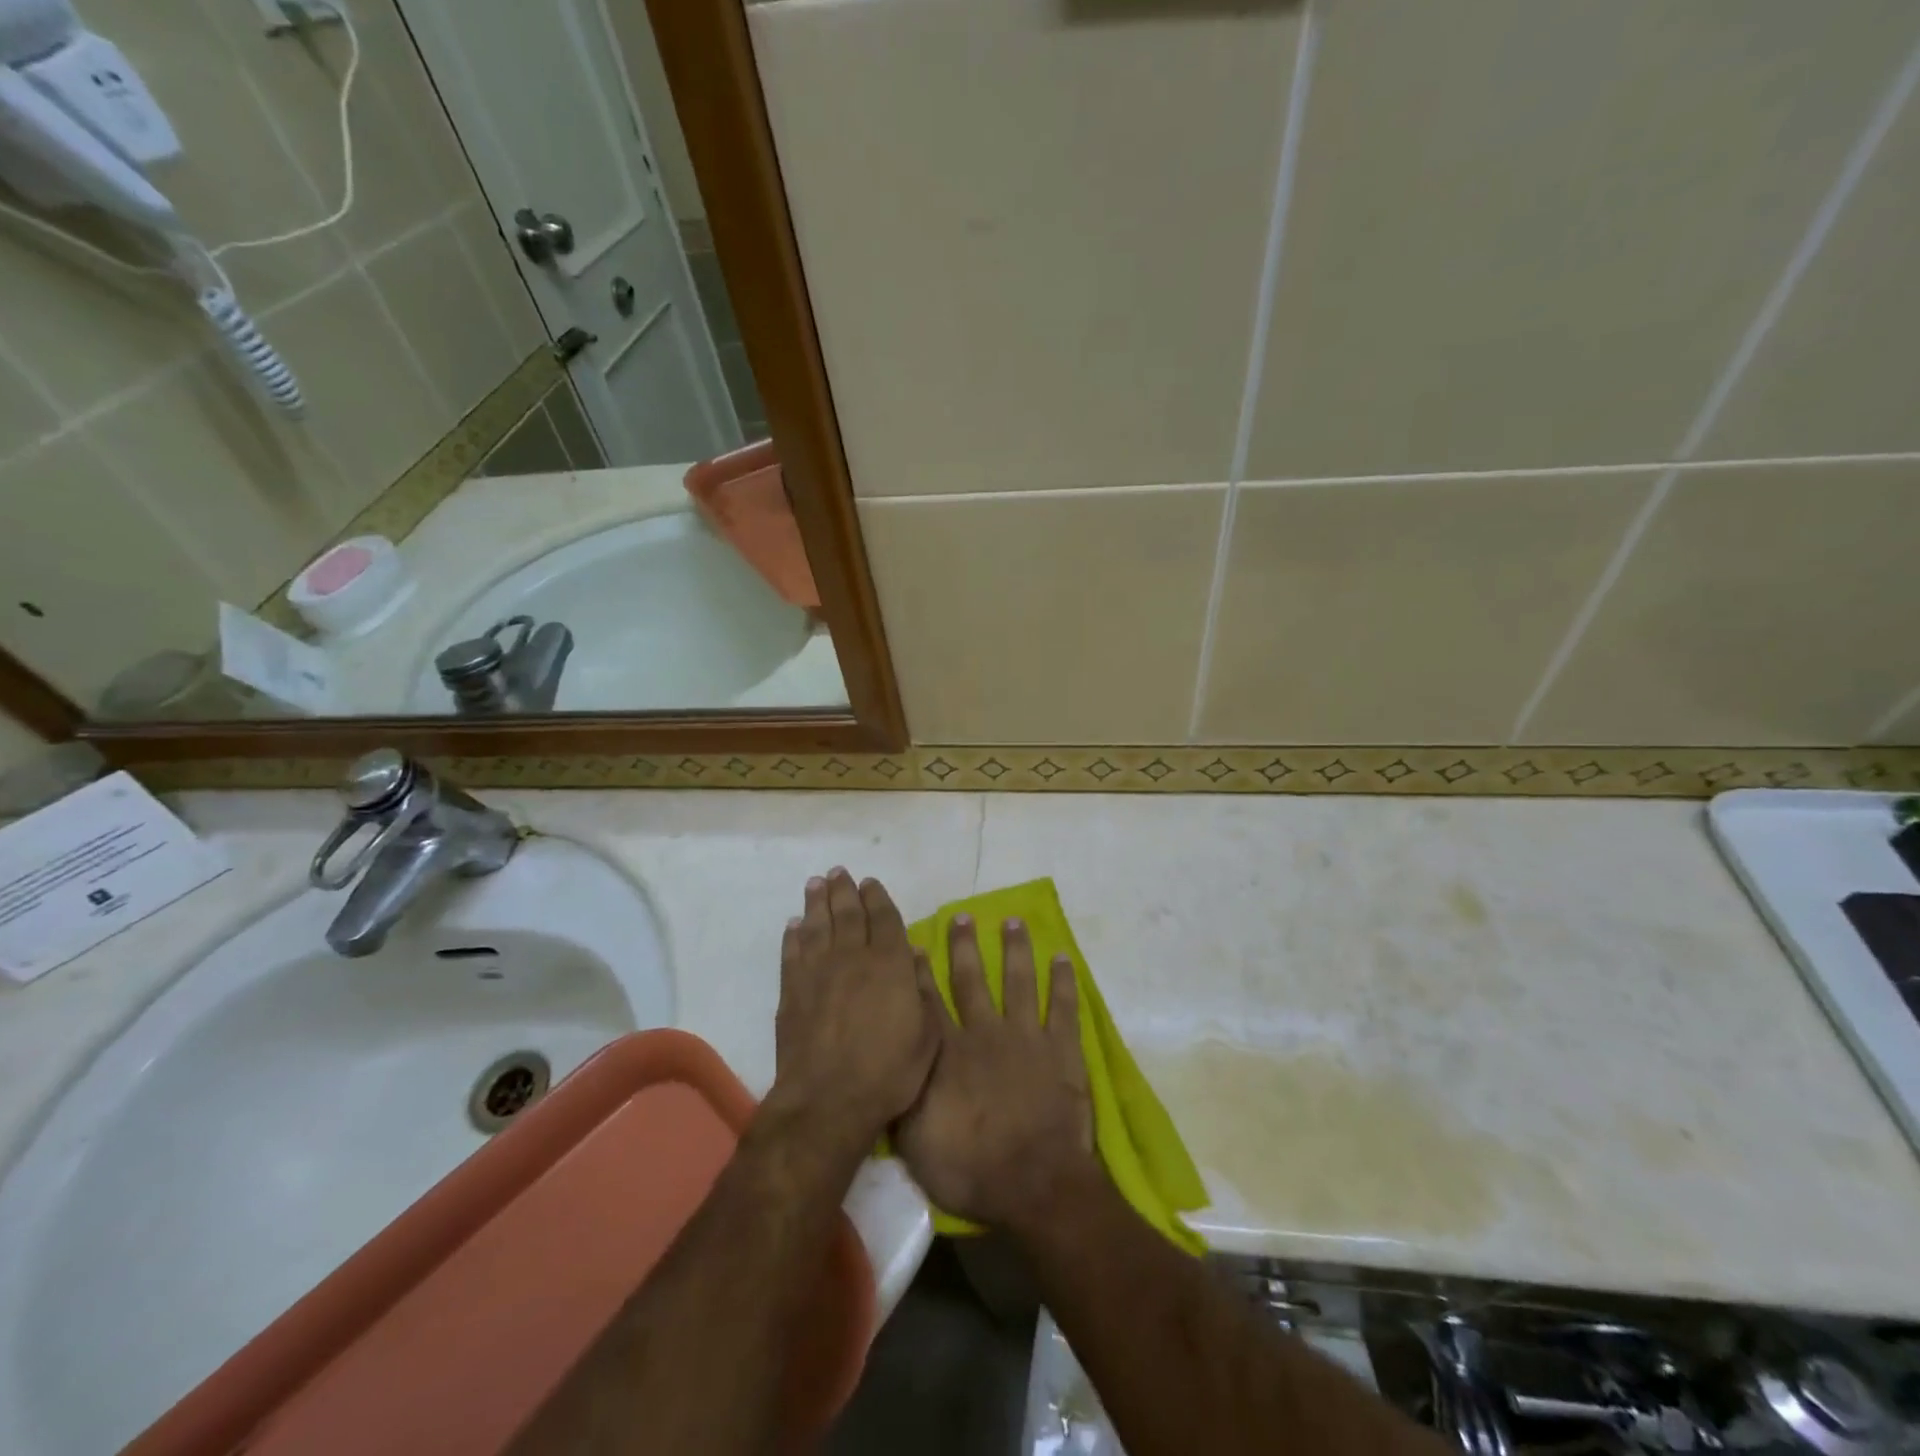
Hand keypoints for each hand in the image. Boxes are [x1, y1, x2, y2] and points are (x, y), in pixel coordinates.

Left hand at [770, 868, 938, 1148]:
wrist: (828, 1100)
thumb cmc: (889, 1072)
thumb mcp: (927, 1035)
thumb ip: (923, 990)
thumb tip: (915, 953)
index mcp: (889, 964)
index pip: (883, 918)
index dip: (877, 897)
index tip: (870, 882)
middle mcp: (852, 958)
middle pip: (847, 914)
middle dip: (844, 890)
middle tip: (839, 872)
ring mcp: (818, 973)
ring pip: (817, 926)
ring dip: (816, 903)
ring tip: (816, 884)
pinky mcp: (792, 992)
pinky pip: (792, 953)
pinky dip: (792, 936)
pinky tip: (793, 926)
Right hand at [895, 915, 1096, 1231]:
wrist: (1035, 1185)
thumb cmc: (971, 1170)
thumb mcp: (915, 1142)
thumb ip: (901, 1097)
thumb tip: (886, 1063)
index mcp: (948, 1052)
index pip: (928, 1002)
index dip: (919, 972)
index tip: (915, 943)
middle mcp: (984, 1032)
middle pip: (971, 980)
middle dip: (964, 946)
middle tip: (962, 916)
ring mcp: (1025, 1037)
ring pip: (1017, 981)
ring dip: (1014, 950)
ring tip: (1012, 921)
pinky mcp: (1060, 1050)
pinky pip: (1063, 1007)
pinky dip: (1063, 982)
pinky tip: (1062, 958)